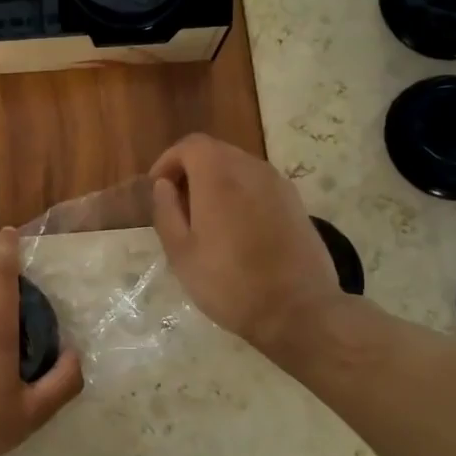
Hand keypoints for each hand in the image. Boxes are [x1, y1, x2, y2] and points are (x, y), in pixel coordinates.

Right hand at [150, 134, 355, 362]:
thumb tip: (164, 185)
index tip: (158, 190)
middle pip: (215, 152)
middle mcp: (251, 169)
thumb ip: (167, 212)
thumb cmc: (229, 283)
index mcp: (218, 176)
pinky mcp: (296, 203)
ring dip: (217, 183)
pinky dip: (241, 195)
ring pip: (239, 168)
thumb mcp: (181, 253)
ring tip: (206, 221)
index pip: (190, 145)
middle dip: (191, 172)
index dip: (168, 161)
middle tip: (178, 208)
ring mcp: (279, 185)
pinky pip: (260, 186)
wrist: (297, 310)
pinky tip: (237, 231)